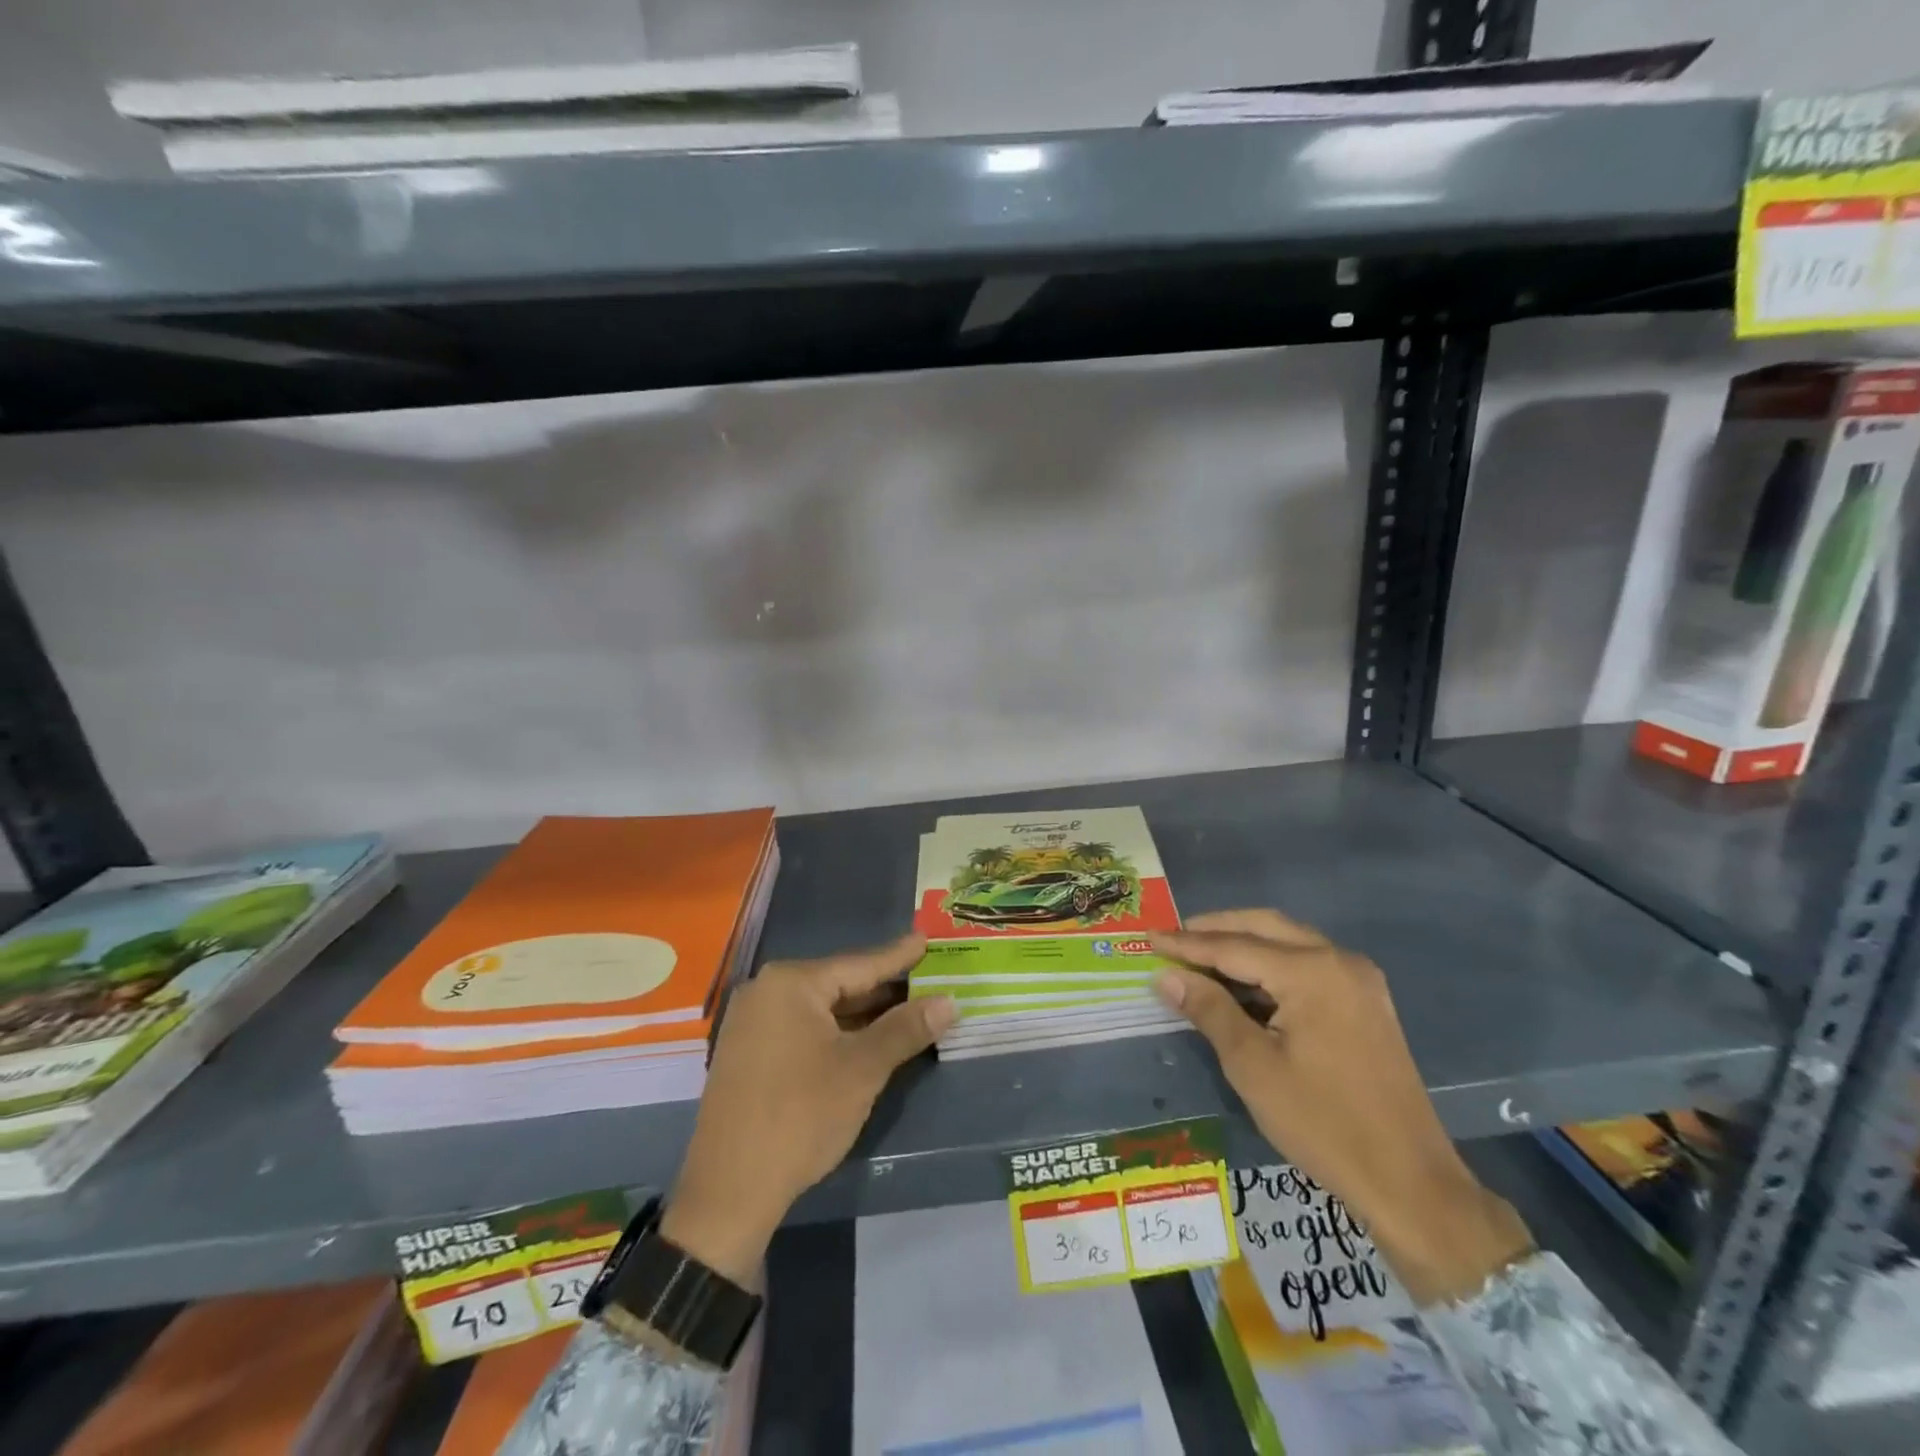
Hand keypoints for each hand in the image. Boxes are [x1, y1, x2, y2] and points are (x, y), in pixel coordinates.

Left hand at [660, 935, 954, 1284]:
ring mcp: (752, 1023)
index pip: (859, 964)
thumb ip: (906, 1029)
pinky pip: (802, 1029)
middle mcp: (766, 991)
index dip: (899, 957)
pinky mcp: (748, 1054)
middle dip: (884, 989)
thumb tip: (949, 1002)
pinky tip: (865, 1039)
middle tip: (926, 979)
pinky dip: (836, 1033)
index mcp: (791, 983)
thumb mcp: (862, 1069)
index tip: (926, 939)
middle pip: (838, 984)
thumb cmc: (801, 1116)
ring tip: (907, 1008)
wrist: (729, 1192)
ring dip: (862, 1015)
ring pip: (821, 1010)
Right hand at [1153, 909, 1532, 1305]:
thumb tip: (1166, 975)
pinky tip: (1243, 981)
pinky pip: (1307, 963)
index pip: (1233, 946)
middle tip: (1172, 938)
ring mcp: (1358, 980)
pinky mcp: (1365, 1001)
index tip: (1148, 938)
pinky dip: (1270, 964)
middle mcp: (1339, 960)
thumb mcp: (1252, 1066)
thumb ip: (1209, 1009)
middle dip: (1215, 929)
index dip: (1186, 943)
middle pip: (1264, 926)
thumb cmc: (1323, 1123)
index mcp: (1312, 971)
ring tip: (1199, 955)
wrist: (1411, 1182)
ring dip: (1243, 943)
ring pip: (1287, 940)